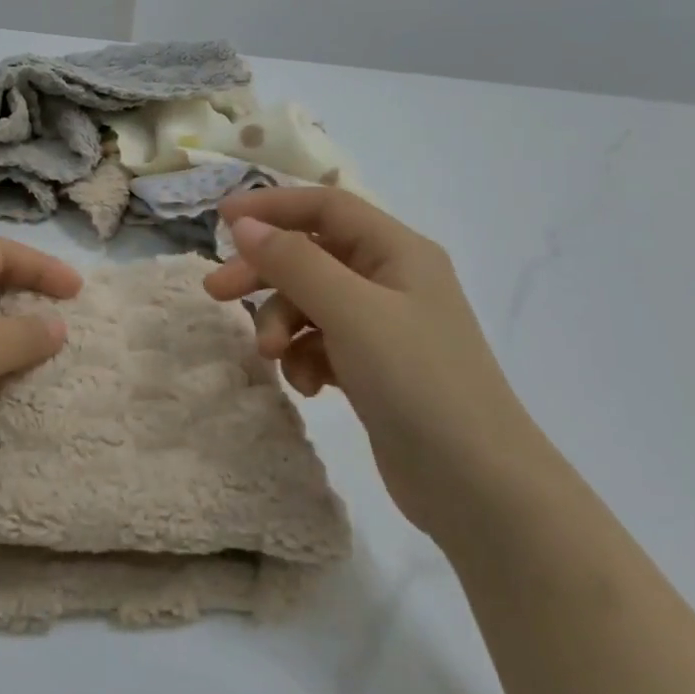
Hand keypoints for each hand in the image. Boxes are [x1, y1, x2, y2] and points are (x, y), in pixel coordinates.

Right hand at [202, 187, 550, 539]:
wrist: (478, 488)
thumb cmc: (418, 382)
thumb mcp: (351, 312)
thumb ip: (293, 262)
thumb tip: (243, 225)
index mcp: (397, 251)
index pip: (325, 207)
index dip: (271, 205)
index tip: (221, 220)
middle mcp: (390, 280)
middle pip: (309, 255)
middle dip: (263, 273)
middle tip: (216, 293)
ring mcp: (382, 327)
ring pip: (309, 303)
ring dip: (282, 324)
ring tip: (271, 356)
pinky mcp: (372, 368)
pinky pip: (319, 343)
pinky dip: (303, 358)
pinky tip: (306, 386)